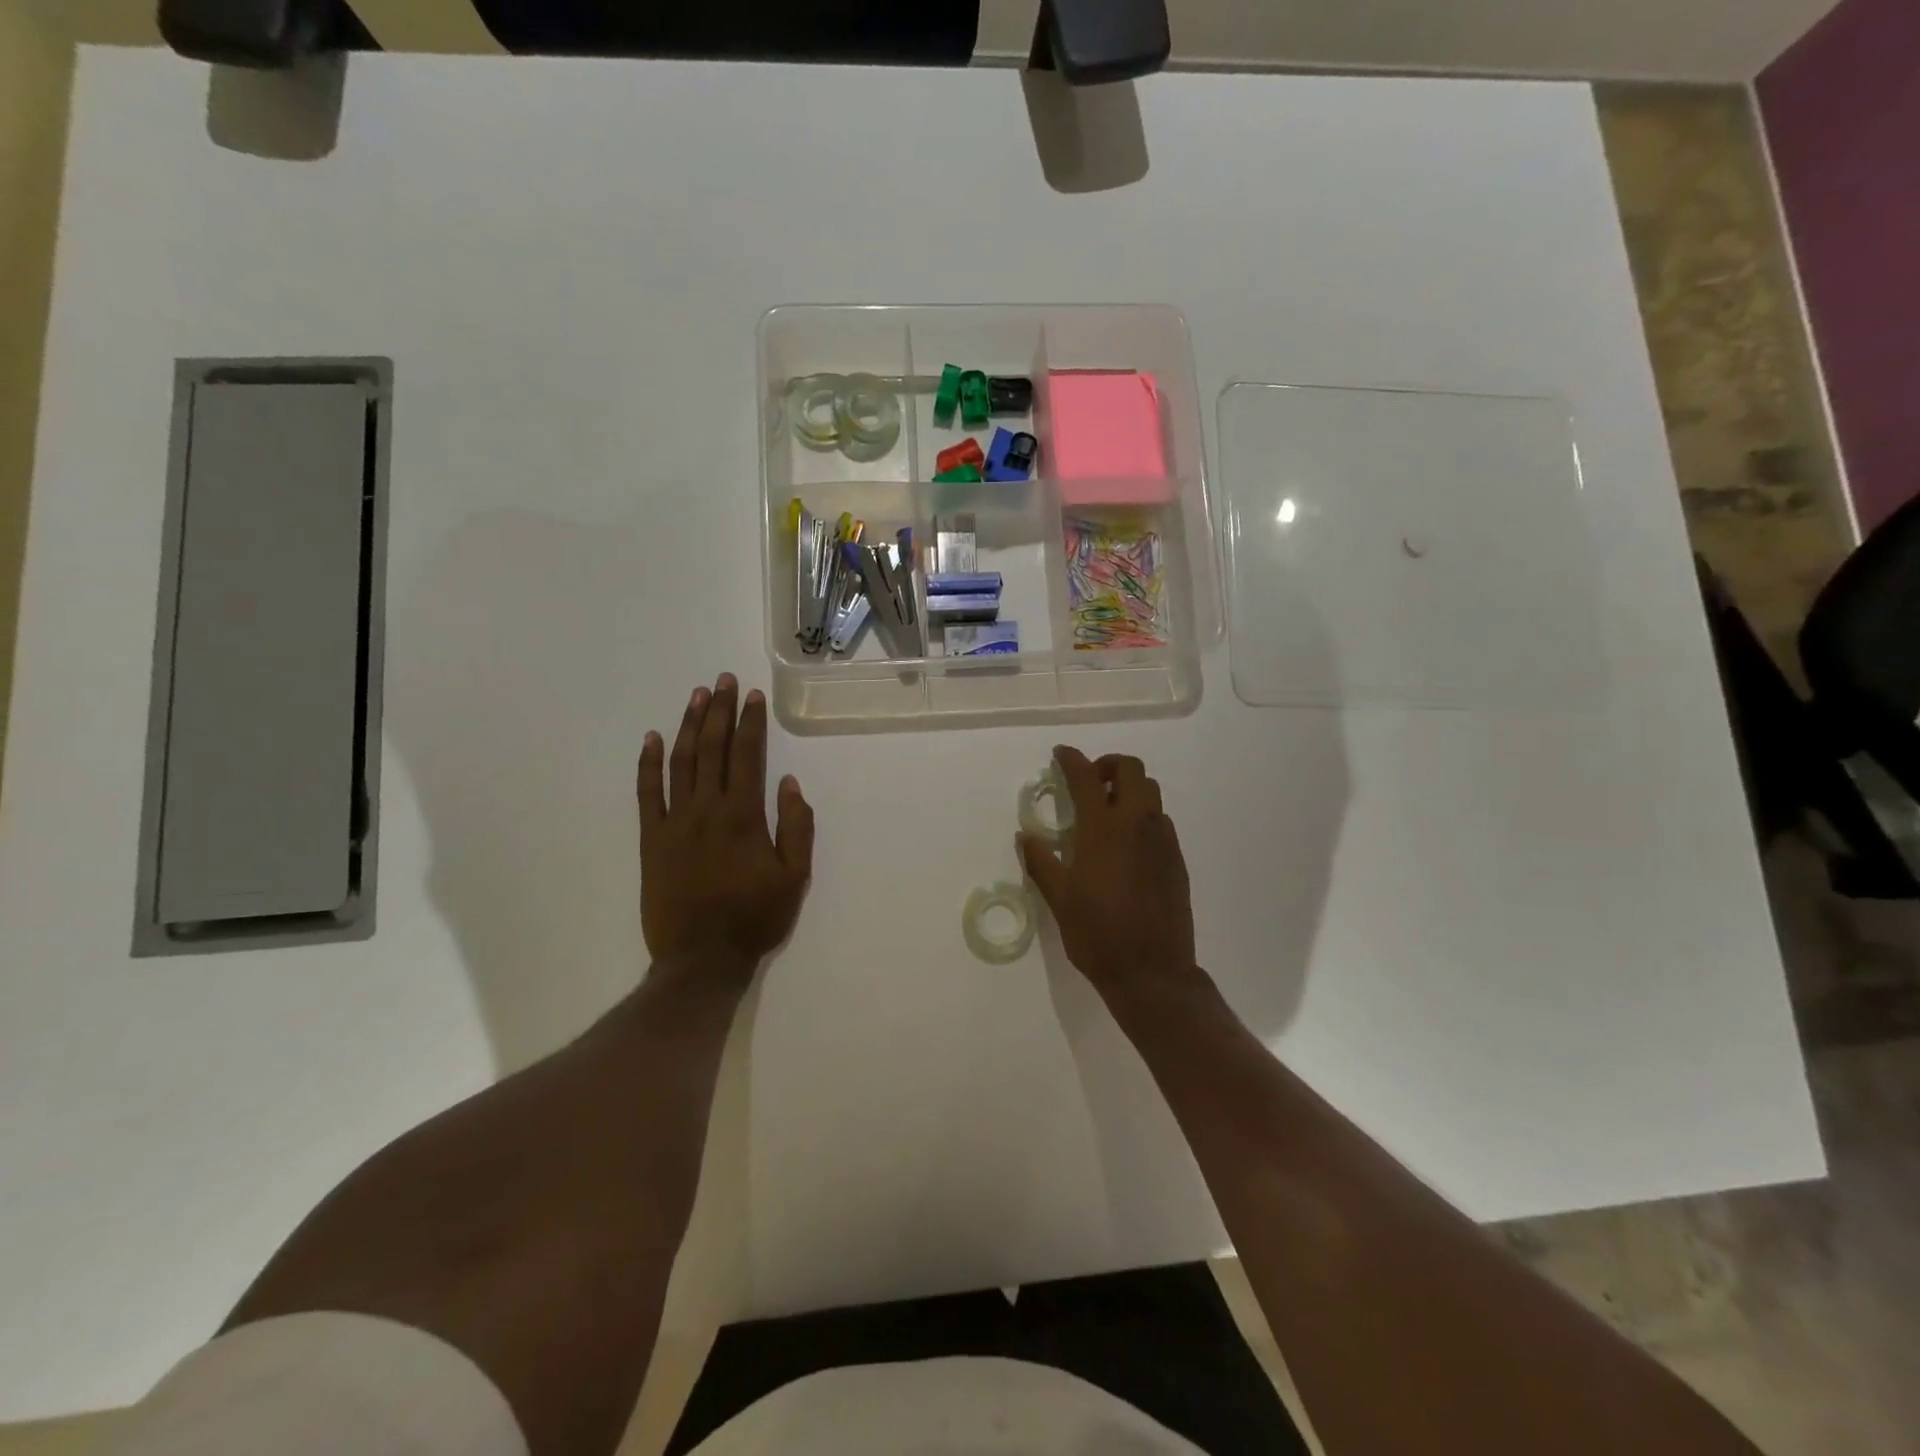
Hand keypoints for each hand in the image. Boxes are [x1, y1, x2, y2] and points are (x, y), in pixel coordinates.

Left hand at [638, 674, 814, 977]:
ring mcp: (674, 822)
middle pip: (712, 749)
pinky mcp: (651, 839)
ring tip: (697, 697)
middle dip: (719, 711)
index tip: (752, 695)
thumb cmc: (755, 918)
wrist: (701, 959)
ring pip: (680, 763)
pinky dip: (648, 764)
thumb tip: (789, 783)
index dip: (750, 722)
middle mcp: (707, 809)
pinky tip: (652, 739)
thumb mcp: (795, 877)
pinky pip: (646, 793)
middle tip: (723, 681)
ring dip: (688, 726)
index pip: (748, 756)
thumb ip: (796, 827)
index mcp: (744, 816)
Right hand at [1019, 747, 1197, 1001]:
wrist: (1152, 972)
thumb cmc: (1097, 935)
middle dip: (1108, 765)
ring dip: (1128, 788)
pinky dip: (1142, 815)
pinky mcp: (1176, 859)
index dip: (1072, 759)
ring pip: (1151, 791)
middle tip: (1088, 783)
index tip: (1060, 754)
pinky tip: (1127, 844)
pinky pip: (1161, 820)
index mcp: (1103, 830)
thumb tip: (1024, 836)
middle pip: (1131, 769)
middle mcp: (1137, 825)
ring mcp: (1162, 840)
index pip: (1086, 777)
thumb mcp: (1059, 899)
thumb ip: (1041, 861)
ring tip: (1107, 811)